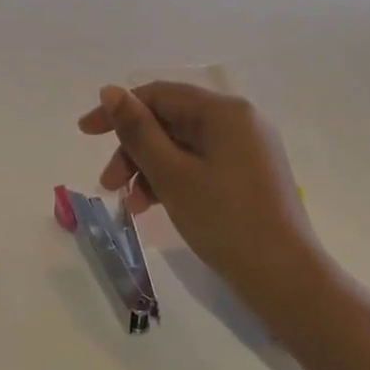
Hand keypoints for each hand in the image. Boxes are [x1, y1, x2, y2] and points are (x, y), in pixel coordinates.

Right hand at [78, 82, 319, 301]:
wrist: (285, 278)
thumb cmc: (224, 220)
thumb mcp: (172, 174)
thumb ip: (138, 131)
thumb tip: (110, 91)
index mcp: (225, 111)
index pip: (160, 95)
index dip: (119, 110)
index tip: (85, 133)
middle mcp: (240, 121)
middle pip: (171, 121)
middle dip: (134, 149)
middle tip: (109, 184)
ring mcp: (247, 150)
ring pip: (183, 146)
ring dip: (150, 169)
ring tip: (132, 205)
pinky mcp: (249, 176)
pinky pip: (200, 165)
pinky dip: (174, 181)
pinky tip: (155, 207)